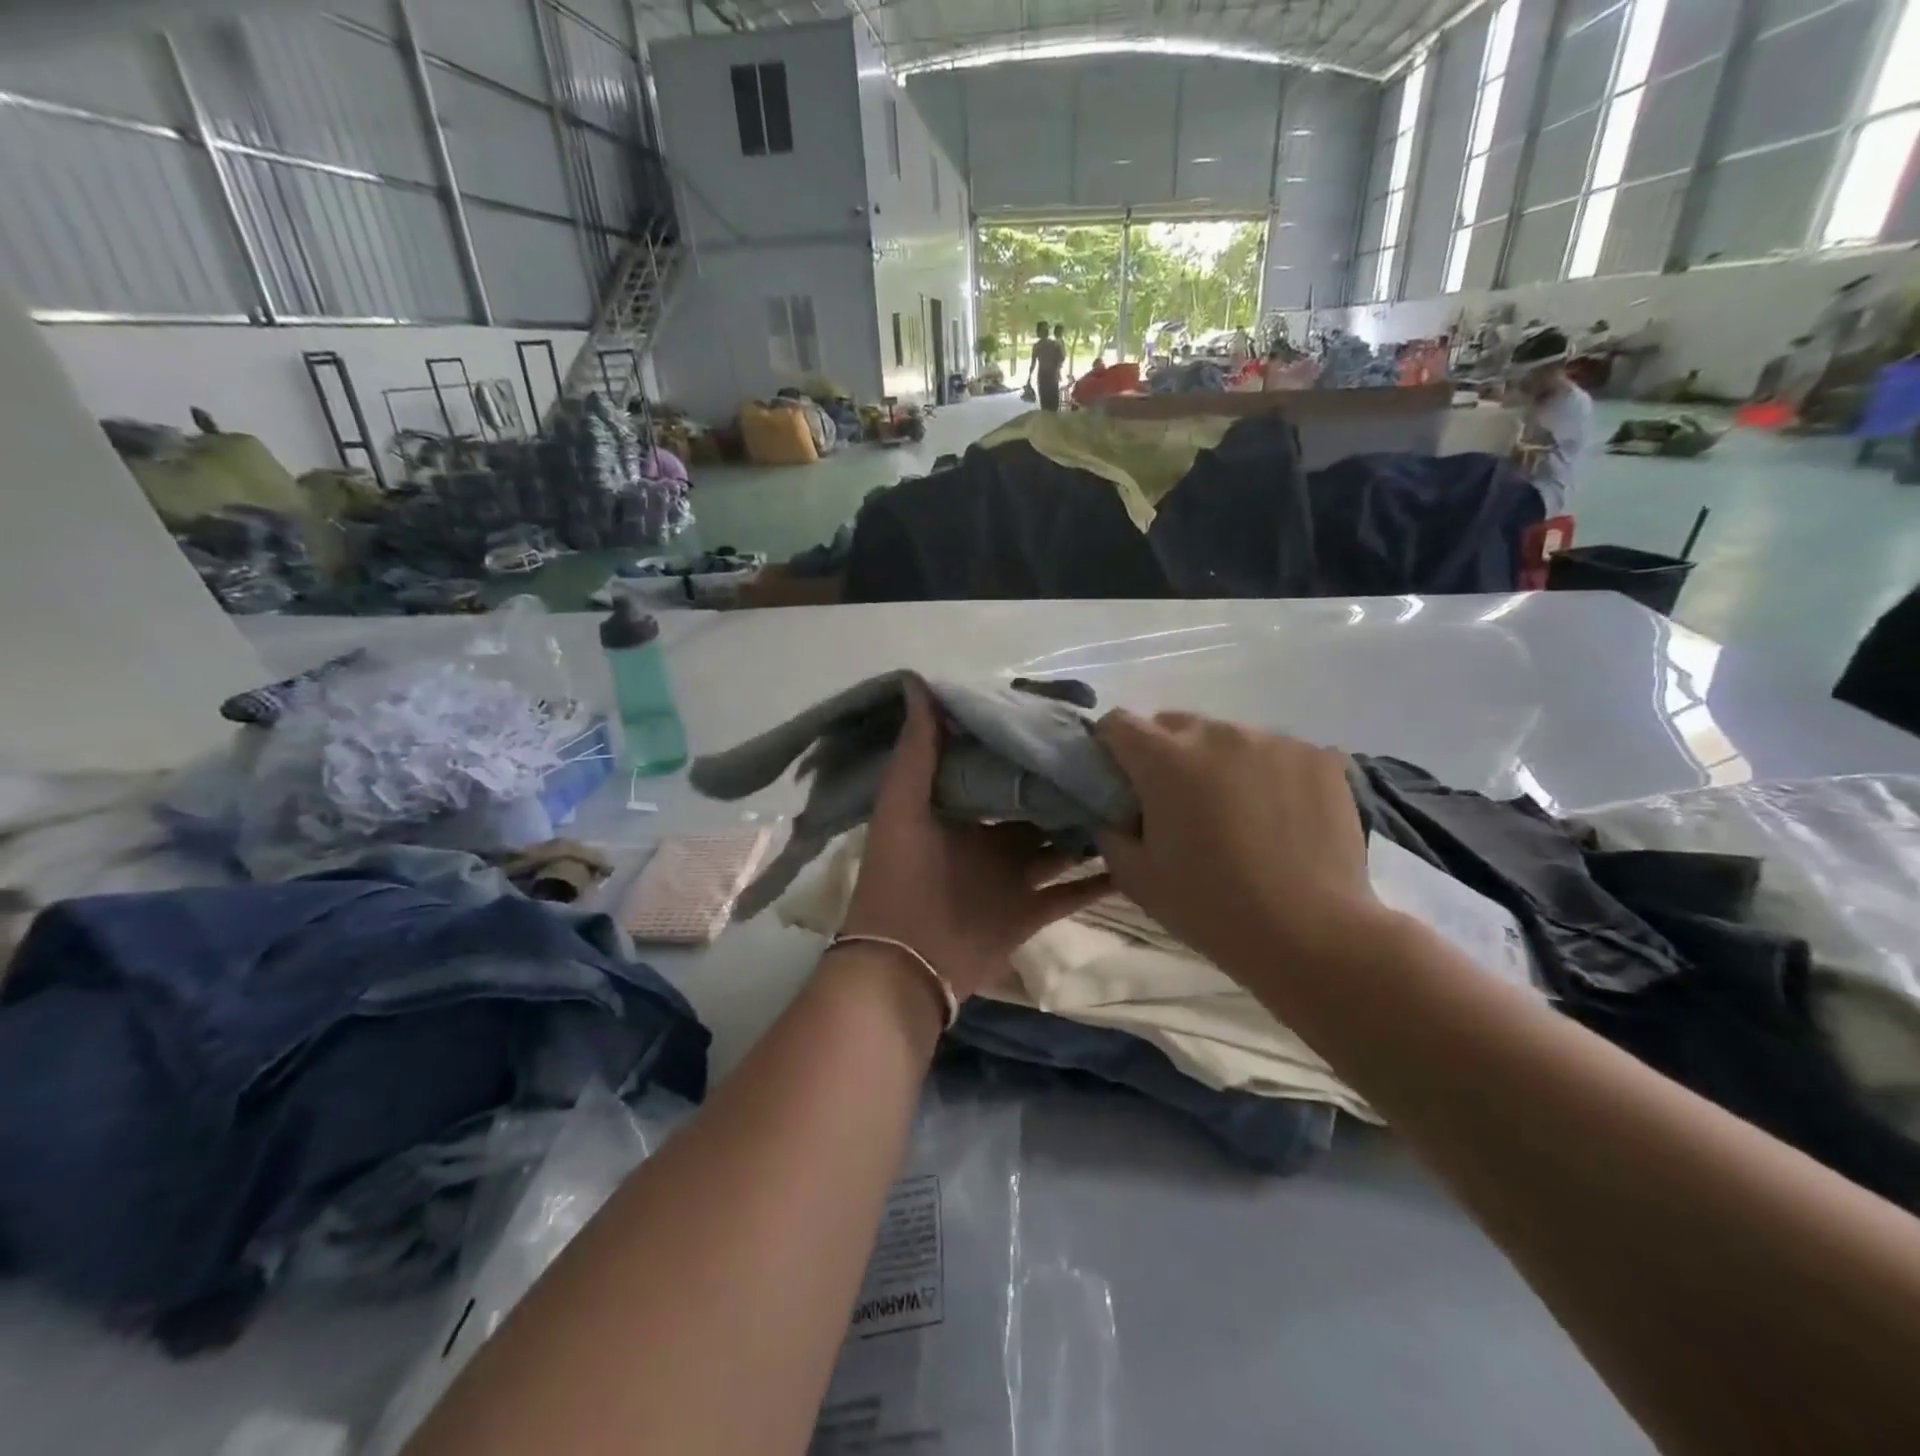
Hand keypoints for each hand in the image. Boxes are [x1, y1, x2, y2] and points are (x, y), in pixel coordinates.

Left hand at [840, 680, 1108, 998]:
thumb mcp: (902, 807)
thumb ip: (917, 750)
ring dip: (1089, 828)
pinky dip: (1101, 880)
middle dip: (1065, 786)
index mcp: (961, 812)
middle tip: (1112, 759)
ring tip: (1133, 799)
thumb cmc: (900, 877)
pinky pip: (1073, 893)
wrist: (903, 964)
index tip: (1064, 722)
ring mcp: (1014, 878)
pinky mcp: (1031, 912)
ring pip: (1061, 847)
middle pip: (1037, 808)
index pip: (1000, 771)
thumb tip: (918, 682)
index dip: (1026, 749)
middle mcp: (990, 840)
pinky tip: (1138, 858)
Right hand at [1094, 711, 1384, 978]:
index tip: (1120, 778)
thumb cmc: (1210, 906)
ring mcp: (1274, 741)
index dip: (1111, 746)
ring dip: (1220, 763)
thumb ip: (1111, 831)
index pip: (1119, 723)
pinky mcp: (1319, 757)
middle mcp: (1217, 734)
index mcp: (1165, 759)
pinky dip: (1268, 775)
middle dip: (1166, 755)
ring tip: (1237, 813)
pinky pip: (1277, 754)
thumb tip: (1116, 812)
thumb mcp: (1135, 877)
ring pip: (1229, 738)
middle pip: (1175, 725)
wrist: (1310, 934)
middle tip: (1178, 803)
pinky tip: (1280, 818)